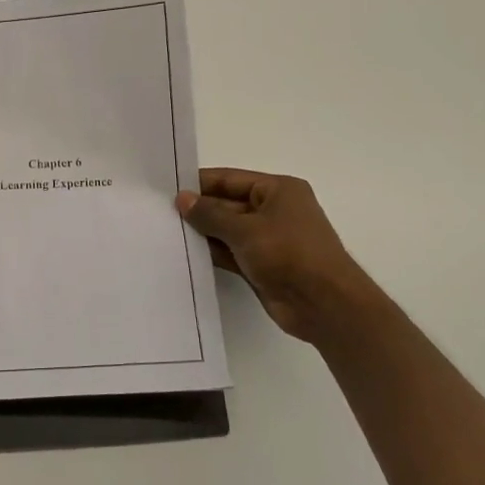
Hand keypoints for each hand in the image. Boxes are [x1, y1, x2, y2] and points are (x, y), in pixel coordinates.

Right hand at [176, 168, 378, 345]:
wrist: (324, 305)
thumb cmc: (289, 254)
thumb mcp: (245, 229)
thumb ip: (210, 214)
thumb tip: (182, 199)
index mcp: (279, 190)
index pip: (231, 179)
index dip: (200, 183)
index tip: (167, 189)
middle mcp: (275, 211)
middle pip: (228, 204)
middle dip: (199, 210)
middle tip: (160, 213)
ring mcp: (269, 240)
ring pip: (228, 230)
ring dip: (204, 233)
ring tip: (167, 232)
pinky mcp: (263, 265)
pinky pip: (232, 253)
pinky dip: (213, 253)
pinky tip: (186, 254)